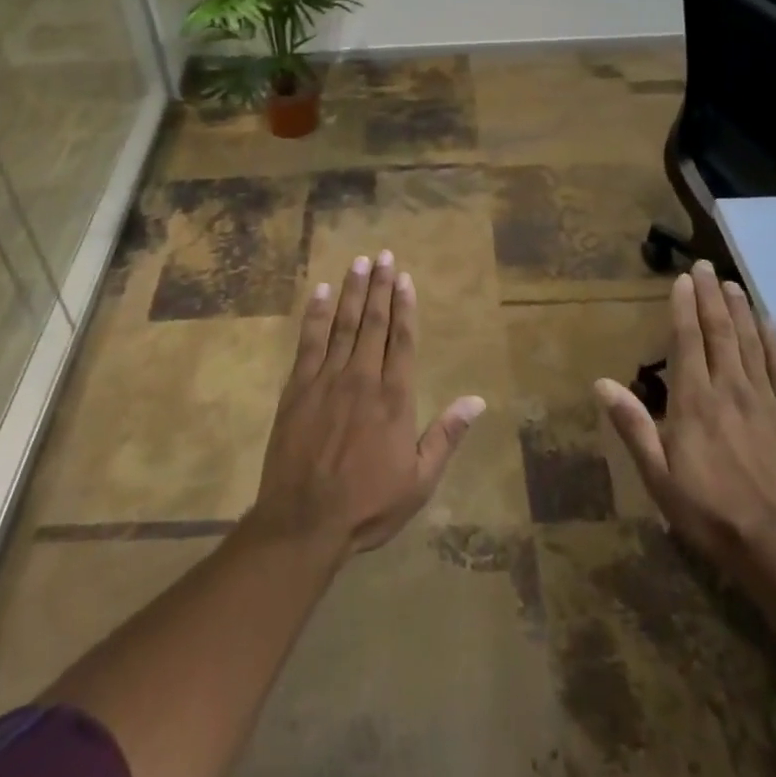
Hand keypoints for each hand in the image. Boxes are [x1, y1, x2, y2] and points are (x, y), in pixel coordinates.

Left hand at [248, 250, 485, 556]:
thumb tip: (477, 400)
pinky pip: (308, 342)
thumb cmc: (368, 505)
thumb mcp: (419, 480)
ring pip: (343, 324)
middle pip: (374, 323)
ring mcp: (327, 379)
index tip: (405, 278)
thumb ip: (446, 436)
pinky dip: (316, 315)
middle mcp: (363, 378)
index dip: (405, 306)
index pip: (403, 340)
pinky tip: (322, 292)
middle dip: (380, 287)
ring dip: (352, 291)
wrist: (304, 521)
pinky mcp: (297, 387)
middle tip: (384, 255)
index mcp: (394, 398)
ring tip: (359, 261)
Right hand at [597, 261, 775, 587]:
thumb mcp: (659, 477)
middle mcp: (729, 388)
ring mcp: (765, 400)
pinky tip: (769, 324)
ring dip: (740, 310)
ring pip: (750, 342)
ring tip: (732, 284)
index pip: (687, 340)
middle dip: (711, 296)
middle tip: (706, 266)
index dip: (683, 307)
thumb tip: (601, 384)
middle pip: (720, 332)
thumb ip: (633, 426)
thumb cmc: (711, 514)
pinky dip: (774, 342)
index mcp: (694, 400)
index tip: (683, 279)